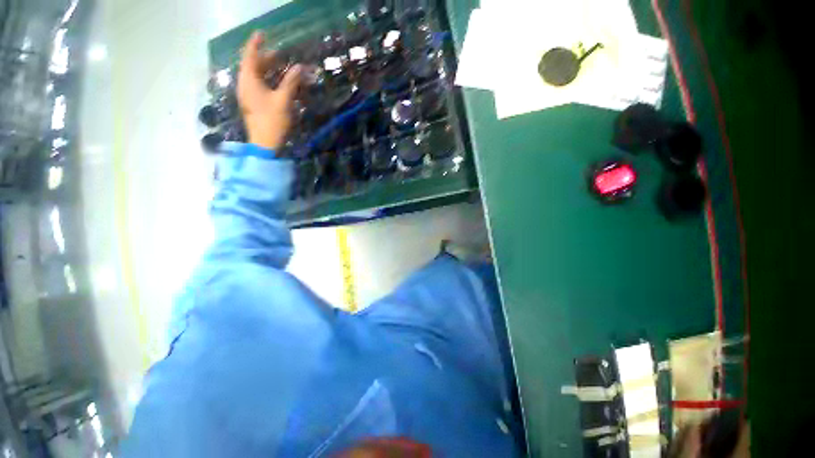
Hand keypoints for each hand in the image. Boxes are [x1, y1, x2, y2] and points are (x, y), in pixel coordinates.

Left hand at [237, 32, 302, 149]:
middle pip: (252, 65)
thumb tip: (299, 67)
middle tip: (280, 55)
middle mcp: (244, 84)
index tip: (262, 34)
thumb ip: (291, 82)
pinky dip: (266, 80)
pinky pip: (257, 86)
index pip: (250, 55)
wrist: (264, 144)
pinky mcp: (251, 104)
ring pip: (255, 76)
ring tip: (280, 67)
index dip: (256, 44)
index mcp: (248, 80)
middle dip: (265, 58)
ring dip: (267, 70)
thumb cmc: (273, 120)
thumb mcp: (284, 100)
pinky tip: (276, 83)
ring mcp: (247, 95)